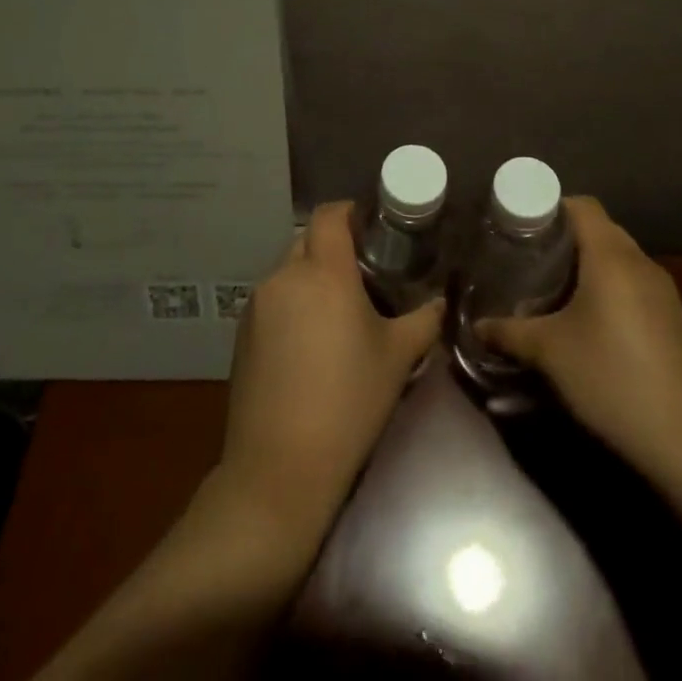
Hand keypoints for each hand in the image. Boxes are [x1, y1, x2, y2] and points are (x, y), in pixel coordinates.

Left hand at [219, 201, 443, 540]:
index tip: (372, 230)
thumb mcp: (398, 358)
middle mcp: (285, 276)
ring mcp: (257, 305)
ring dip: (311, 279)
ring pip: (288, 271)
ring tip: (337, 313)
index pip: (330, 215)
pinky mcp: (241, 334)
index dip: (350, 213)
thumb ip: (424, 320)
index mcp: (323, 271)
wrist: (280, 469)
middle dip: (333, 249)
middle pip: (308, 241)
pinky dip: (291, 305)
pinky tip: (309, 344)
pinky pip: (272, 301)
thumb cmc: (349, 403)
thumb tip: (440, 301)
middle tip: (363, 275)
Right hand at [478, 197, 681, 483]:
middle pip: (599, 228)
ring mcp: (661, 290)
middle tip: (528, 257)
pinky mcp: (672, 317)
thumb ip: (508, 332)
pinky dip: (607, 285)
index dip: (550, 207)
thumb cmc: (611, 378)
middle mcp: (639, 261)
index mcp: (611, 255)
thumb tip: (476, 326)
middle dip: (563, 237)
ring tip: (552, 287)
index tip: (520, 226)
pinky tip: (588, 319)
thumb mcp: (549, 353)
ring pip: (617, 256)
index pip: (581, 205)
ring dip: (587, 263)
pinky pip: (632, 282)